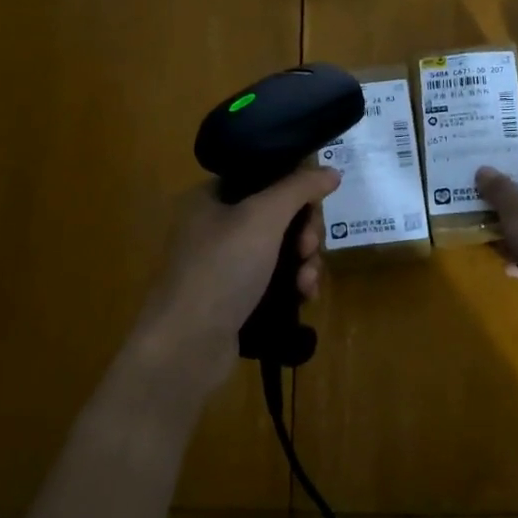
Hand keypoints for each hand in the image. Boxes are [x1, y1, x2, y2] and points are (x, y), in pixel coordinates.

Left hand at [127, 168, 341, 399]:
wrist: (186, 345)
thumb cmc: (221, 269)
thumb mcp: (263, 217)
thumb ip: (299, 188)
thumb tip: (331, 171)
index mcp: (212, 197)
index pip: (265, 177)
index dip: (296, 189)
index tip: (314, 207)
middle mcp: (216, 226)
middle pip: (279, 215)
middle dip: (304, 232)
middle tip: (308, 248)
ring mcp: (226, 265)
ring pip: (282, 250)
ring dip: (304, 262)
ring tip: (307, 282)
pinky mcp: (236, 298)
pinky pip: (276, 280)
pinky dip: (294, 285)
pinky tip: (305, 297)